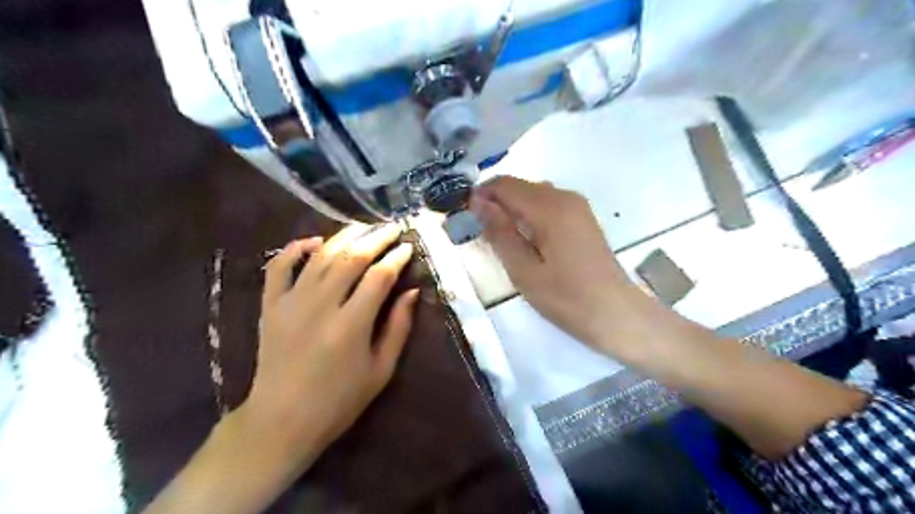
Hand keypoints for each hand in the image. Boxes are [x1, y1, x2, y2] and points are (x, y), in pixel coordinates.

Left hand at [240, 222, 417, 469]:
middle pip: (351, 258)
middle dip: (376, 238)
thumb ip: (398, 328)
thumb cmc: (339, 401)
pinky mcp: (270, 305)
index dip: (396, 257)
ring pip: (320, 255)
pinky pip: (279, 266)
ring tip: (363, 227)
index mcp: (350, 325)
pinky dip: (295, 248)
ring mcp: (291, 302)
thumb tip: (411, 292)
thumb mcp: (381, 370)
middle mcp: (320, 306)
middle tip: (392, 228)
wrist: (281, 421)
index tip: (408, 247)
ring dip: (344, 236)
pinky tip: (313, 241)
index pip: (379, 276)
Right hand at [471, 176, 640, 349]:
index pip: (504, 184)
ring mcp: (577, 206)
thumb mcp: (524, 271)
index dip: (480, 195)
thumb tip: (478, 201)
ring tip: (500, 238)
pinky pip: (547, 203)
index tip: (465, 216)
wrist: (616, 314)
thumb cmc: (567, 298)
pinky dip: (529, 214)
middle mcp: (565, 197)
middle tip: (480, 232)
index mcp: (550, 208)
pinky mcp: (582, 217)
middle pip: (519, 186)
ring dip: (512, 208)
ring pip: (532, 194)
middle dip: (495, 202)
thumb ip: (500, 232)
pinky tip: (526, 239)